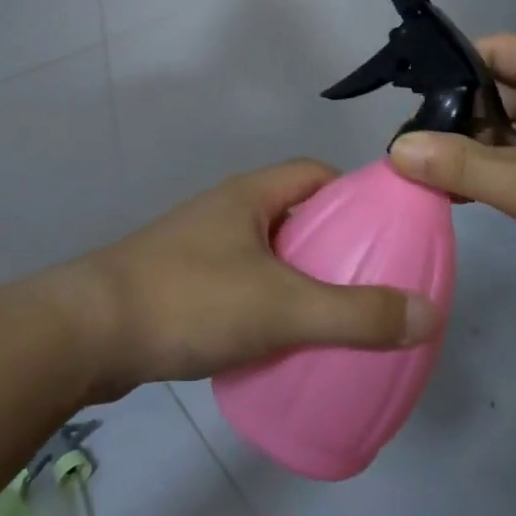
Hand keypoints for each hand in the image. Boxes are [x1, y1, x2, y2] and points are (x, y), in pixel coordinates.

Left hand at [54, 161, 443, 398]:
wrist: (87, 334)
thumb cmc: (190, 301)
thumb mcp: (283, 308)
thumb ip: (356, 314)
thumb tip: (428, 313)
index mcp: (251, 195)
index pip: (315, 174)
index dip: (354, 195)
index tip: (384, 232)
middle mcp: (225, 211)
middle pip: (293, 214)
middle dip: (331, 243)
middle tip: (367, 282)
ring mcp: (197, 246)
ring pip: (265, 252)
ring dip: (297, 276)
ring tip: (331, 316)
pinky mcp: (178, 284)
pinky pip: (239, 283)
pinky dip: (265, 303)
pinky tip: (275, 341)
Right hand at [387, 35, 515, 325]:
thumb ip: (460, 164)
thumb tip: (396, 148)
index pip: (493, 50)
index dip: (450, 66)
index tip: (409, 99)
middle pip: (497, 90)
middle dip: (454, 115)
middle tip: (407, 147)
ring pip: (511, 130)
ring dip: (474, 149)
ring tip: (426, 175)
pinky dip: (498, 172)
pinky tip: (466, 196)